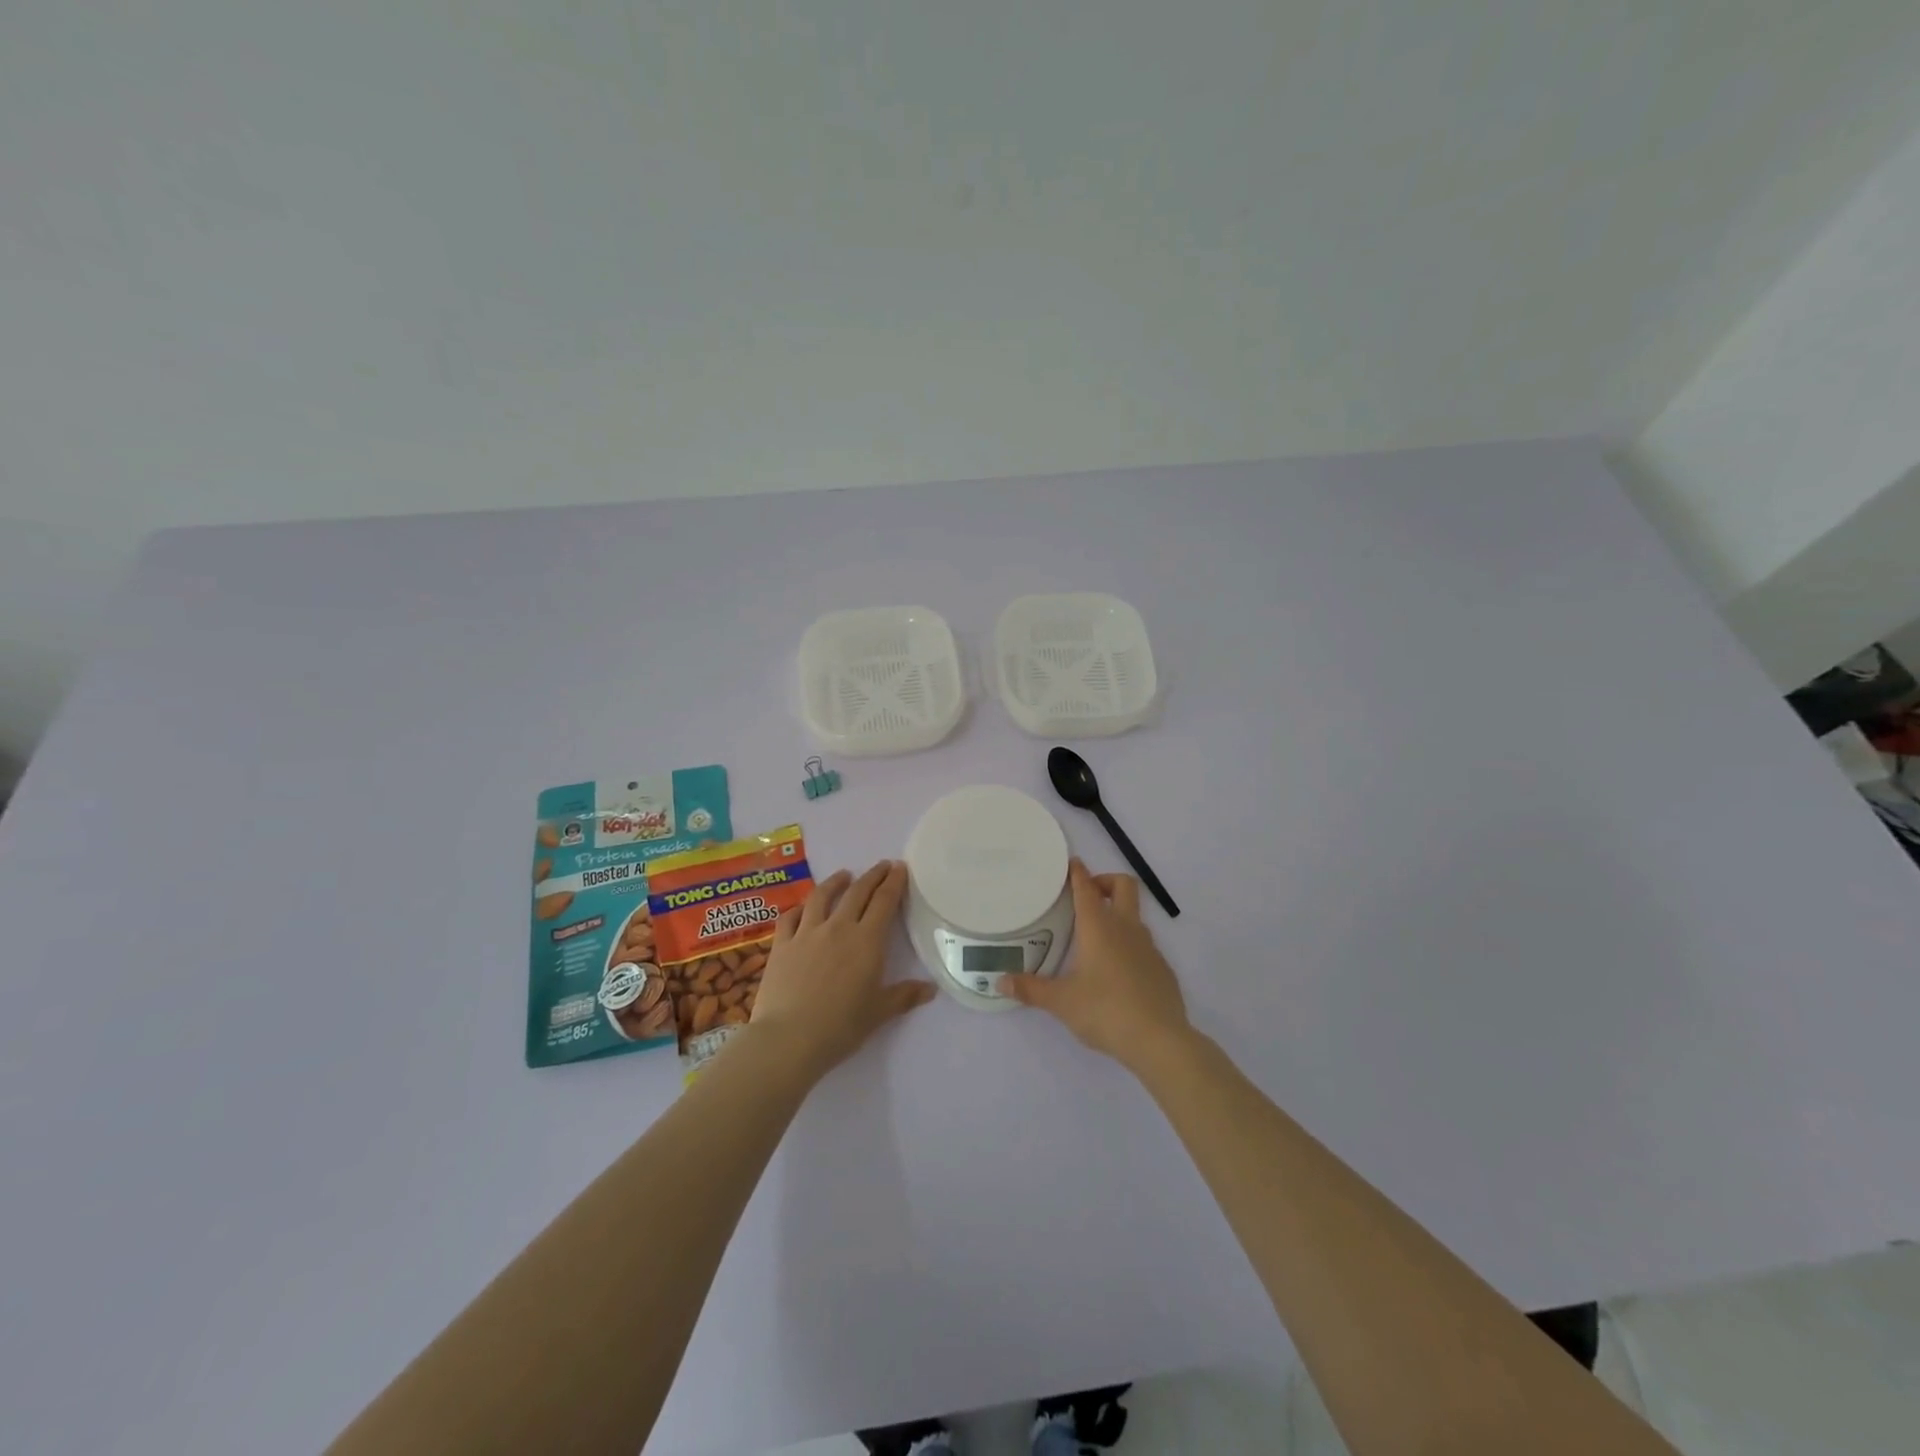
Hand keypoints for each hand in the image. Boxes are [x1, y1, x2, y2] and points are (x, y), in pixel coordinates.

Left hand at [747, 860, 934, 1077]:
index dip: (893, 883)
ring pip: (822, 897)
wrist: (789, 1038)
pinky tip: (803, 907)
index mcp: (867, 941)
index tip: (899, 868)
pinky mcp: (781, 945)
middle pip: (857, 892)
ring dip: (835, 882)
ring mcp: (806, 933)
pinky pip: (790, 917)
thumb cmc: (841, 1027)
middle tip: (882, 866)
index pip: (884, 902)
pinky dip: (799, 908)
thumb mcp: (879, 1013)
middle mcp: (838, 928)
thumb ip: (904, 996)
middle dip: (872, 876)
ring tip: (844, 875)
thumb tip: (931, 989)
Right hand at [1000, 859, 1191, 1072]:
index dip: (1078, 872)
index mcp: (1099, 927)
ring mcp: (1149, 947)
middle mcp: (1126, 928)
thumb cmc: (1105, 1011)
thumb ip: (1031, 989)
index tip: (1071, 863)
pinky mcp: (1162, 968)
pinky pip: (1144, 945)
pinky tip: (1117, 973)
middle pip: (1123, 886)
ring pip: (1135, 916)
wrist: (1160, 1040)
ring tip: (1095, 939)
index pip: (1087, 888)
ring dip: (1118, 915)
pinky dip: (1130, 946)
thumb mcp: (1061, 1002)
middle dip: (1105, 882)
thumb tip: (1000, 981)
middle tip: (1087, 896)